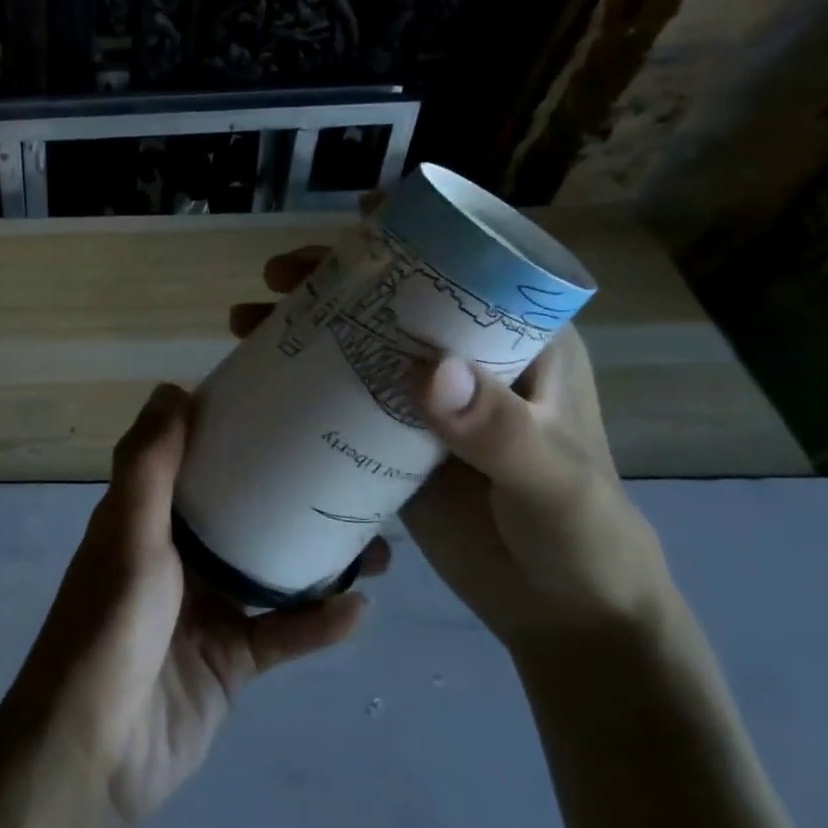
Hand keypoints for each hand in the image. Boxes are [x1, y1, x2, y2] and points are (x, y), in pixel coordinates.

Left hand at [10, 384, 385, 827]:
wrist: (97, 749)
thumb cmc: (109, 625)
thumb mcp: (128, 533)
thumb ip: (148, 465)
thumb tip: (172, 387)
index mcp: (146, 520)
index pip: (193, 462)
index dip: (232, 434)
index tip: (285, 407)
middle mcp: (176, 557)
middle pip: (242, 515)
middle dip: (290, 497)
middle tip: (349, 475)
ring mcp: (206, 610)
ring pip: (272, 572)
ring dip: (319, 560)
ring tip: (377, 543)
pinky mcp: (231, 662)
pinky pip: (282, 634)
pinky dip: (318, 624)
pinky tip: (361, 609)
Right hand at [234, 247, 676, 653]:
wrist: (563, 613)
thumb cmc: (580, 535)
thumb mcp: (550, 480)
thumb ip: (498, 430)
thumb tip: (424, 370)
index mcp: (521, 345)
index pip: (468, 267)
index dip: (415, 232)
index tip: (358, 214)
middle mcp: (469, 360)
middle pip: (395, 298)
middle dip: (335, 276)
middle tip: (277, 276)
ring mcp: (427, 401)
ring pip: (360, 342)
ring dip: (306, 323)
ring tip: (246, 320)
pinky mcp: (395, 439)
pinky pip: (344, 395)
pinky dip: (305, 379)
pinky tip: (264, 377)